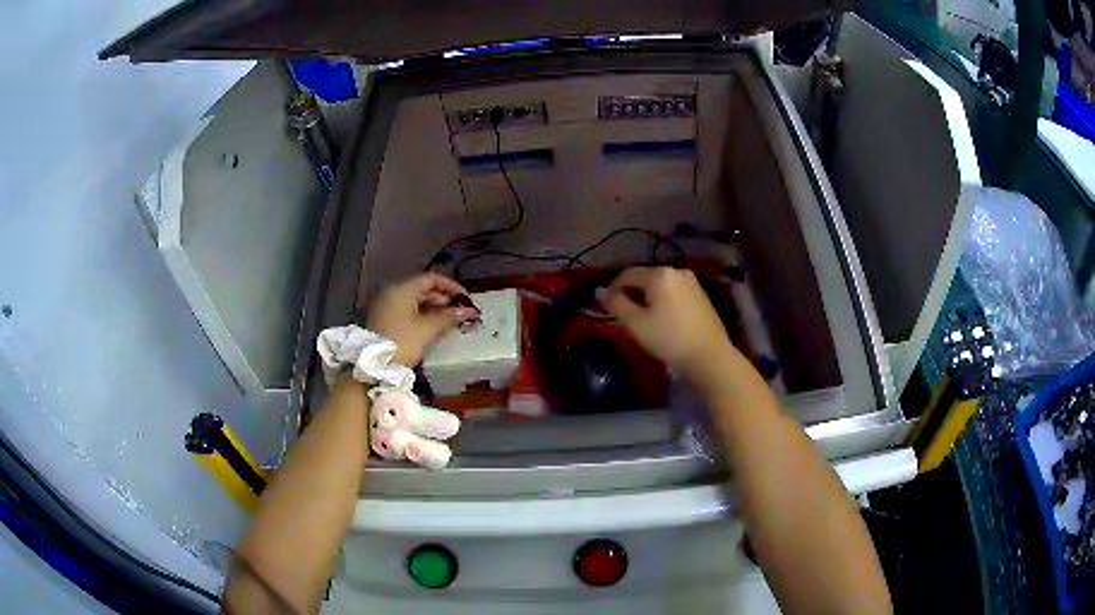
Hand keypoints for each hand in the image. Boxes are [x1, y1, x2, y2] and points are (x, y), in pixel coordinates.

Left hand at [366, 273, 478, 365]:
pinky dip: (422, 314)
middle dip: (443, 298)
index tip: (466, 298)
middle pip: (422, 288)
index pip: (431, 278)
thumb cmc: (402, 342)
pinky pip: (407, 310)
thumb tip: (468, 311)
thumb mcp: (427, 329)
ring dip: (434, 307)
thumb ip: (449, 316)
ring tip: (449, 320)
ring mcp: (386, 306)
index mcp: (402, 289)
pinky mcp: (384, 319)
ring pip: (414, 300)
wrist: (373, 366)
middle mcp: (392, 292)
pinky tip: (433, 326)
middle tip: (460, 310)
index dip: (451, 286)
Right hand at [597, 267, 735, 382]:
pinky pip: (674, 293)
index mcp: (659, 274)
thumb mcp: (635, 324)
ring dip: (647, 298)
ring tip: (641, 319)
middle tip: (622, 315)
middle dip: (631, 293)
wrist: (709, 356)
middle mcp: (677, 271)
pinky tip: (662, 320)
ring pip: (660, 286)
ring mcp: (692, 282)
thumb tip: (599, 291)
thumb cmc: (669, 339)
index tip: (604, 306)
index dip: (612, 288)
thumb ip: (615, 304)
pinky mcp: (701, 296)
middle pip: (645, 278)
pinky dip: (663, 302)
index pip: (627, 274)